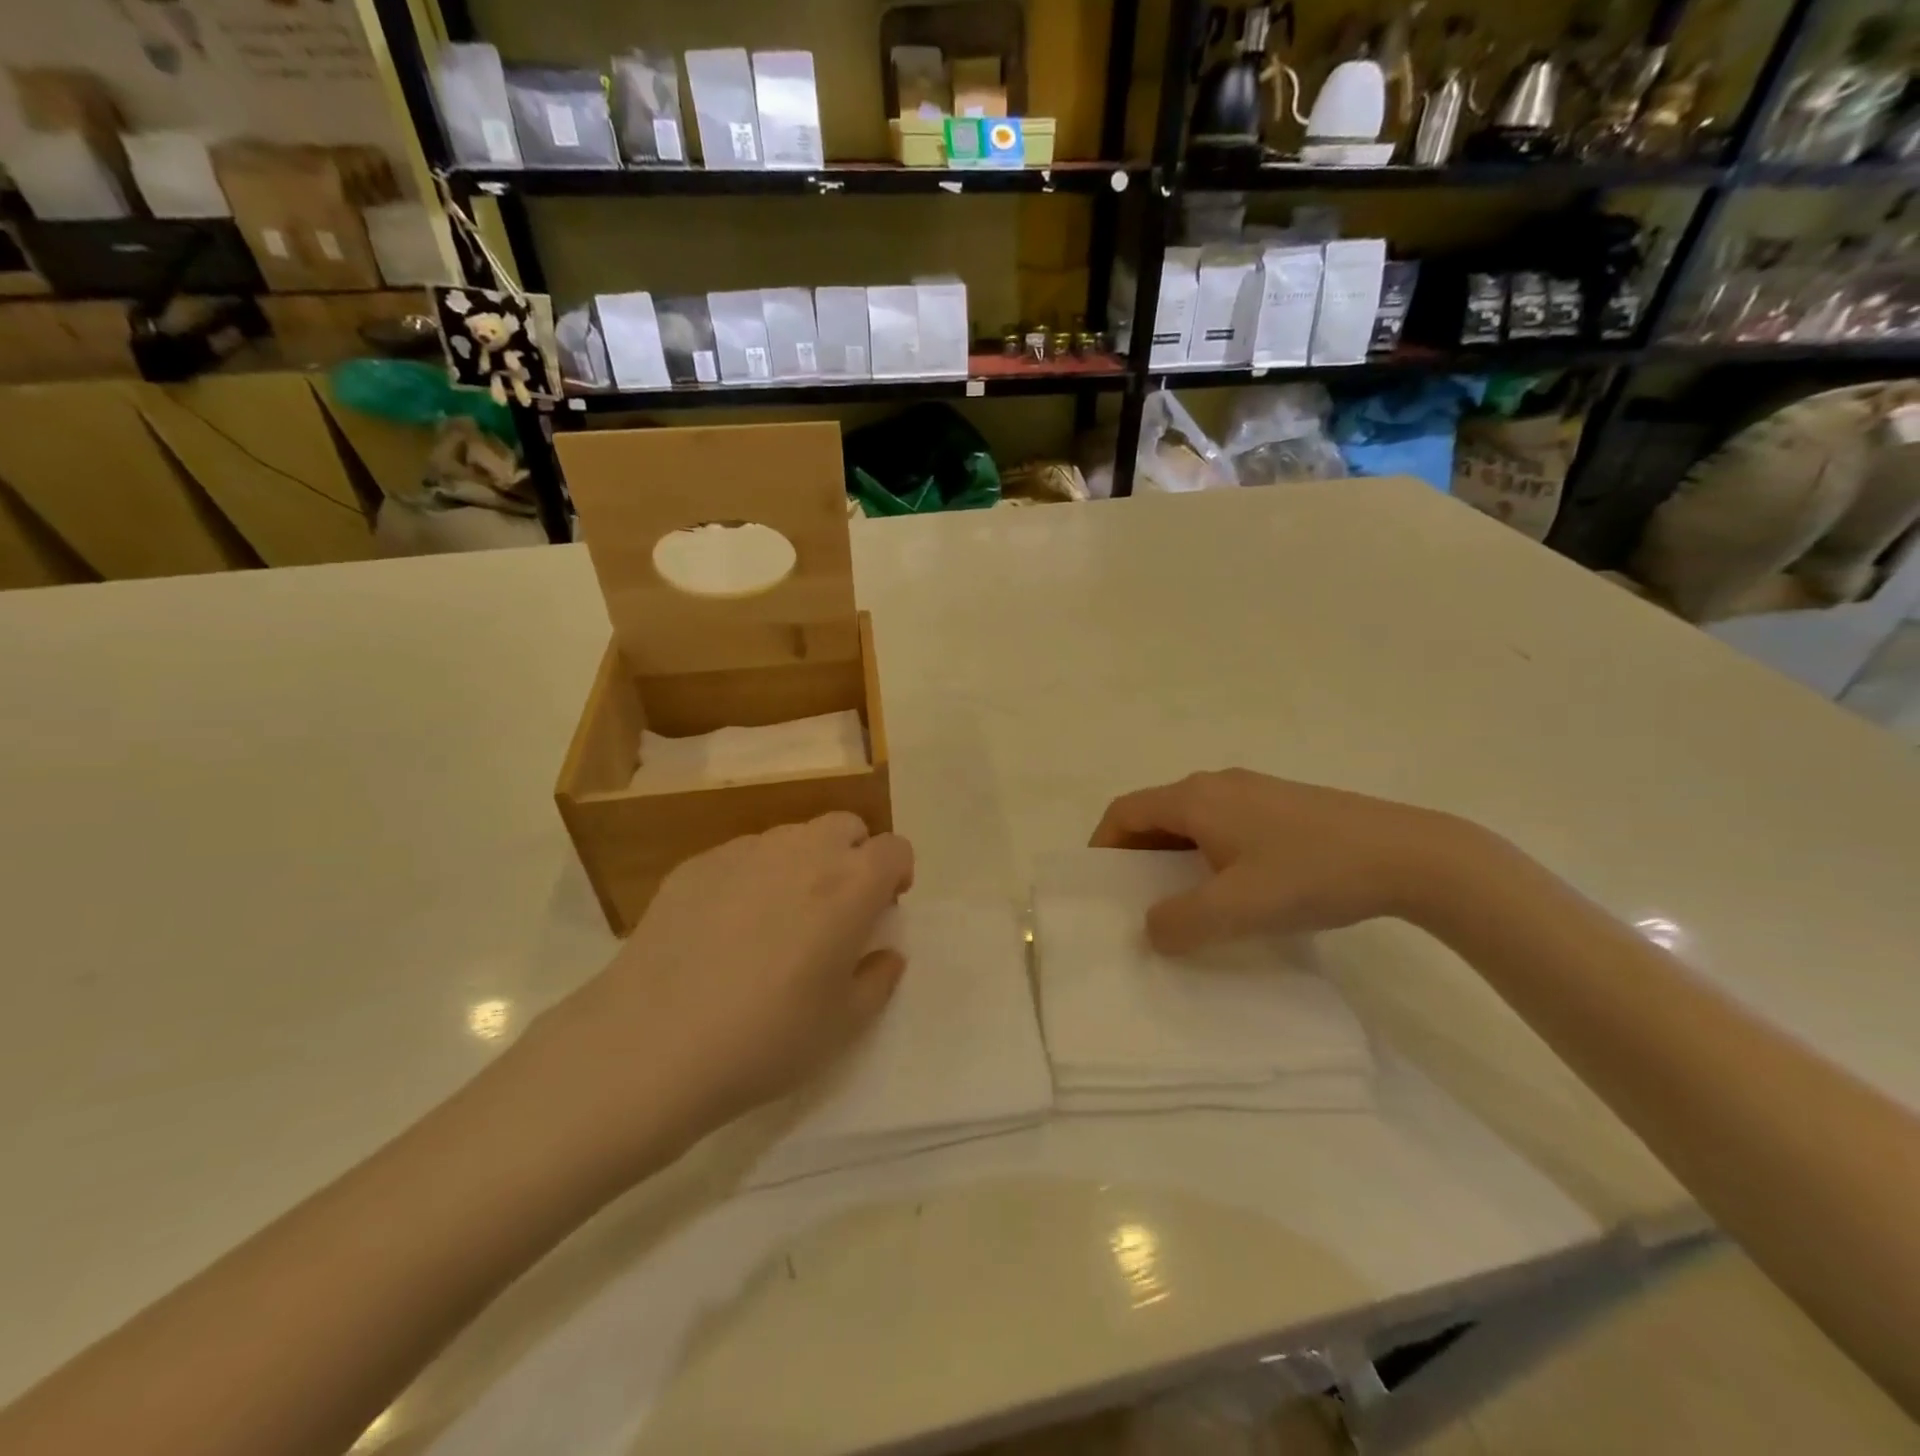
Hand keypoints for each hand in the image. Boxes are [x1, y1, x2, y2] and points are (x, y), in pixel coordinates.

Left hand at [529, 814, 914, 1163]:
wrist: (652, 1044)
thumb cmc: (766, 1038)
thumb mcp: (843, 1025)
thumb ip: (877, 980)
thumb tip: (885, 954)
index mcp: (850, 885)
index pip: (894, 848)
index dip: (897, 874)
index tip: (883, 909)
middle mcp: (803, 851)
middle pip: (846, 826)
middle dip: (853, 855)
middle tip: (836, 908)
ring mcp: (745, 851)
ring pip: (792, 836)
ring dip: (803, 863)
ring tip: (777, 919)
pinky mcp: (696, 864)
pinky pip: (741, 856)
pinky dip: (752, 876)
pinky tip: (725, 928)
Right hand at [1090, 770, 1461, 952]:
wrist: (1410, 853)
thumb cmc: (1312, 873)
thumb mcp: (1238, 908)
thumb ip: (1181, 923)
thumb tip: (1151, 930)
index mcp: (1196, 798)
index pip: (1125, 811)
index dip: (1103, 845)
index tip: (1101, 886)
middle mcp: (1217, 784)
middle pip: (1156, 812)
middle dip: (1137, 854)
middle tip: (1138, 900)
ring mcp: (1254, 790)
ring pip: (1192, 819)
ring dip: (1174, 855)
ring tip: (1185, 899)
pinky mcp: (1284, 804)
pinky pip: (1223, 823)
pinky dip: (1207, 851)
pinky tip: (1236, 886)